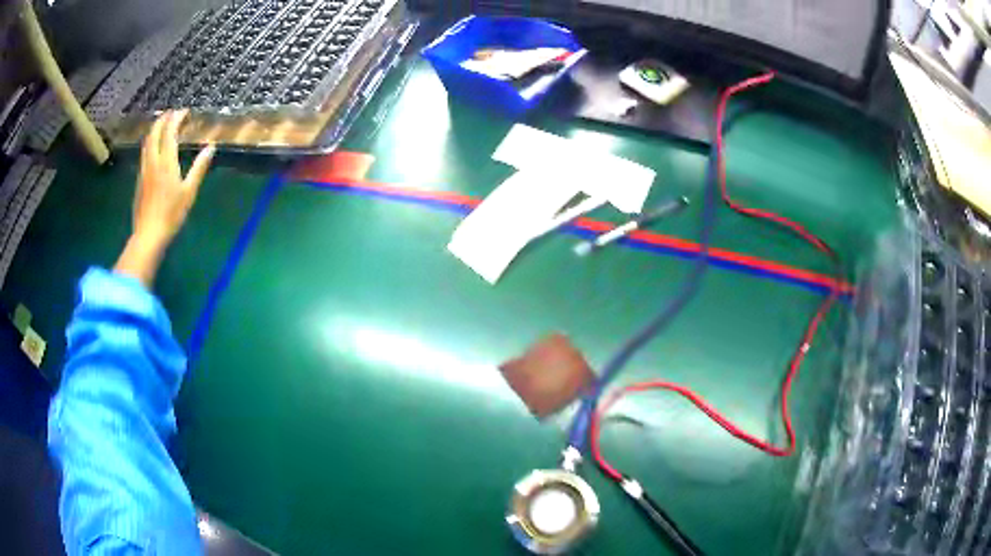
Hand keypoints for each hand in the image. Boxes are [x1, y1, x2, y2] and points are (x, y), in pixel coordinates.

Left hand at [115, 111, 214, 286]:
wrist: (148, 235)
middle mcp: (153, 162)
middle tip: (171, 113)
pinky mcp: (139, 180)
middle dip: (163, 120)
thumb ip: (199, 167)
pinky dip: (150, 143)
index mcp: (166, 162)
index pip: (170, 132)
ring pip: (147, 143)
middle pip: (154, 133)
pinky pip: (144, 154)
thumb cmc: (171, 215)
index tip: (185, 112)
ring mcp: (144, 171)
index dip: (176, 119)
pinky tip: (154, 148)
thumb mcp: (189, 192)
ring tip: (162, 125)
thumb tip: (211, 148)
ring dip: (154, 130)